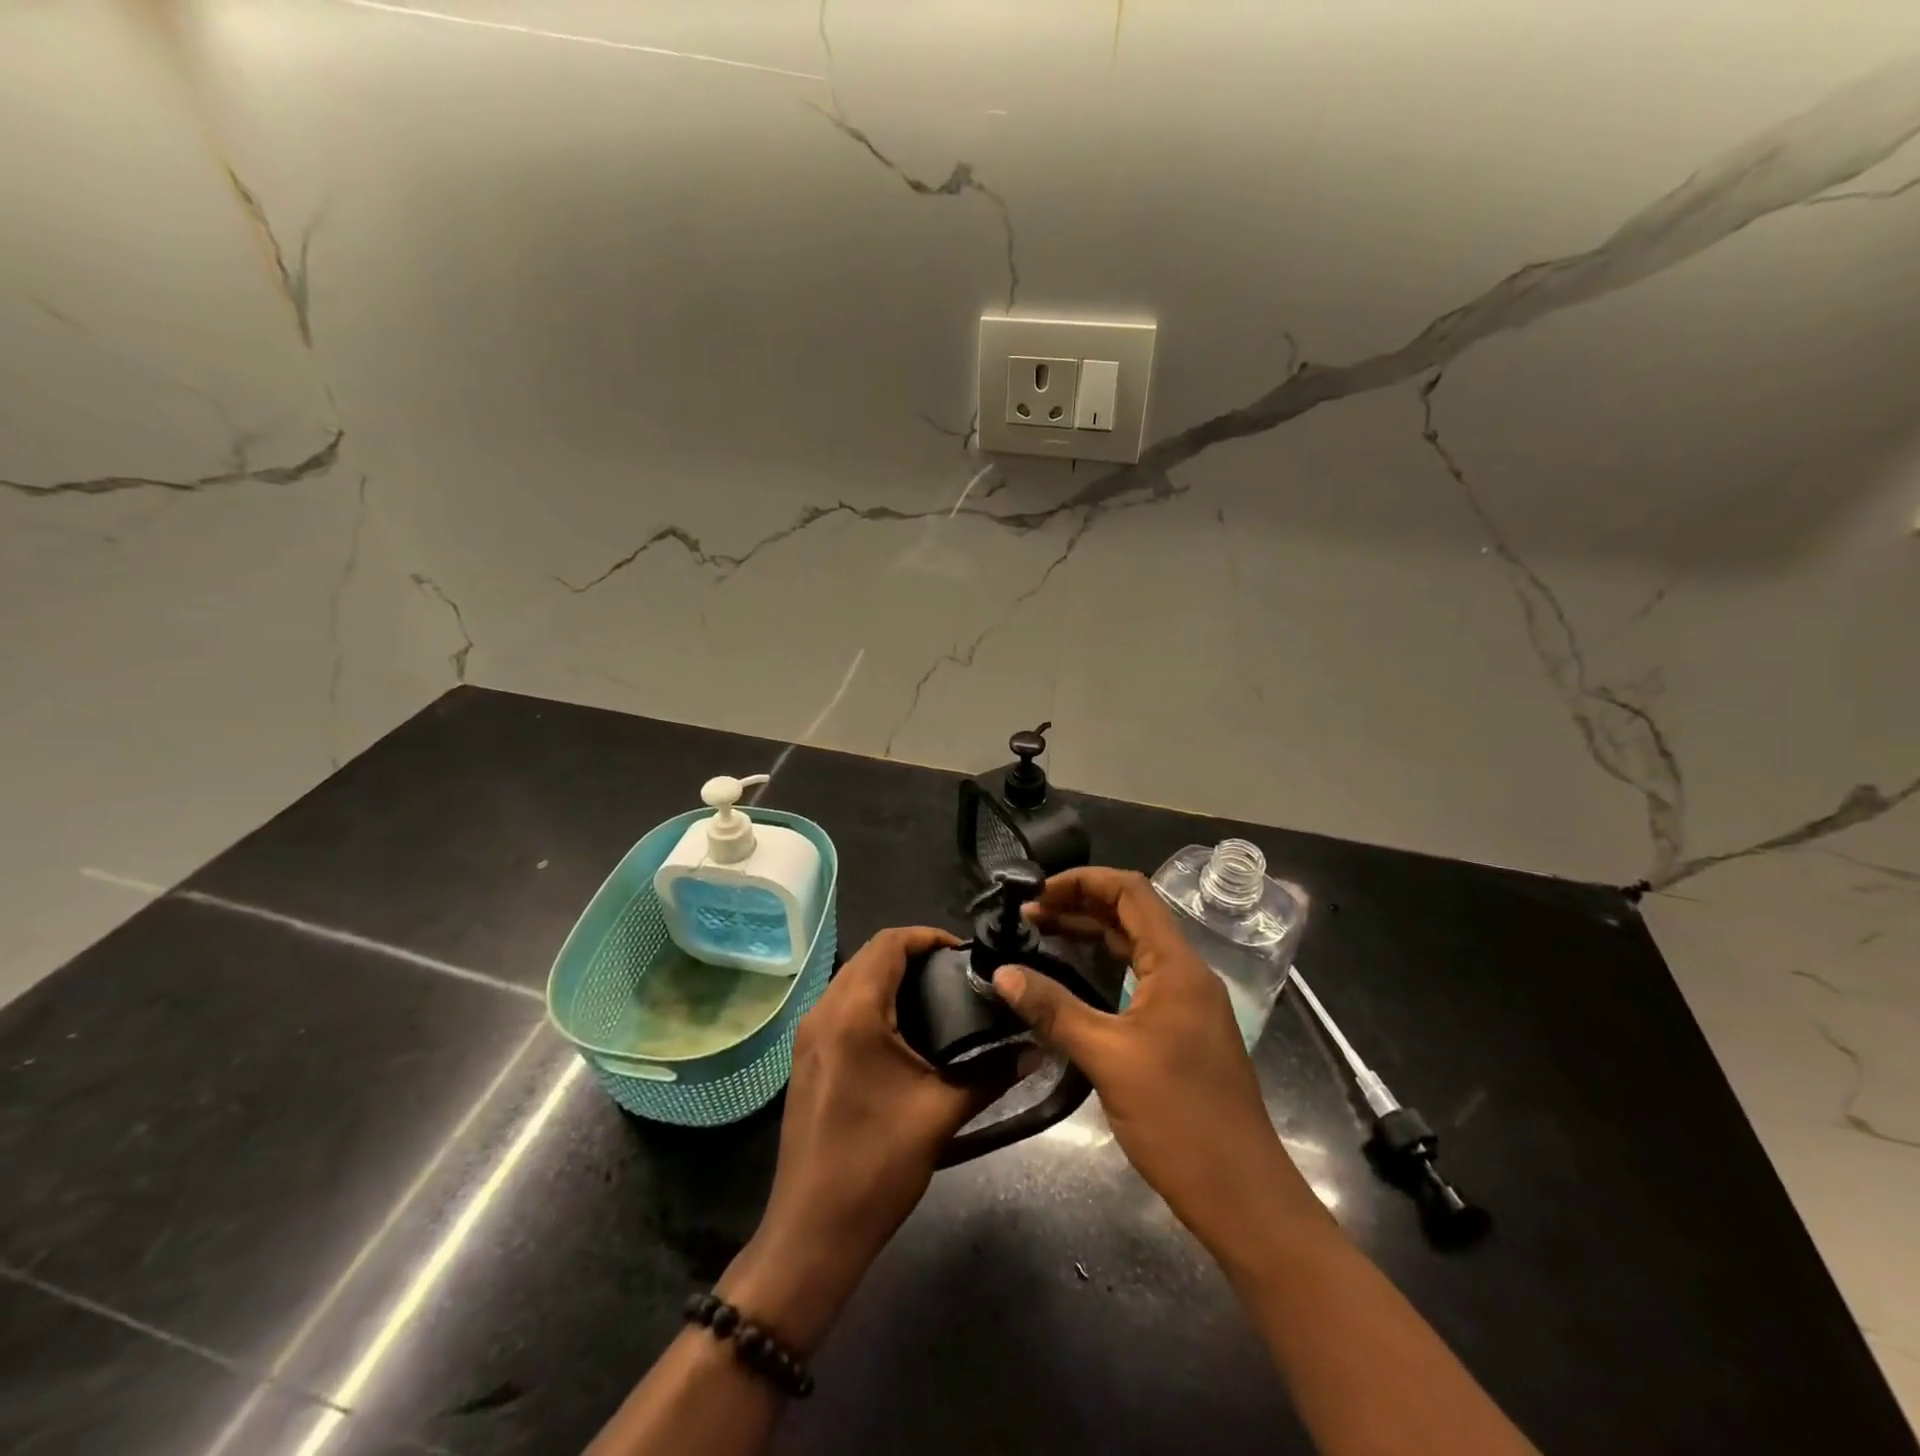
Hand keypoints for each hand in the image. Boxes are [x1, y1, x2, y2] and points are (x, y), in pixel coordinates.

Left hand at [719, 926, 1010, 1353]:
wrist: (812, 1231)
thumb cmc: (877, 1165)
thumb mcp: (941, 1114)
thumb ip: (992, 1073)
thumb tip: (1035, 1049)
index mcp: (853, 1013)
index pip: (888, 943)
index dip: (927, 936)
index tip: (964, 953)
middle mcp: (823, 1011)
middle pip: (868, 956)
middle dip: (911, 954)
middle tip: (956, 974)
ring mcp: (808, 1035)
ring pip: (851, 979)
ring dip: (890, 975)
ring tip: (936, 997)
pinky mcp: (805, 1057)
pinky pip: (840, 1005)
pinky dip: (871, 999)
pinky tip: (902, 1029)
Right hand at [991, 868, 1321, 1254]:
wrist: (1243, 1197)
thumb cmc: (1179, 1119)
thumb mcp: (1108, 1059)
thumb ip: (1054, 1010)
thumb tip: (1002, 973)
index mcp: (1177, 966)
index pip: (1131, 892)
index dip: (1083, 881)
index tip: (1037, 893)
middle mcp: (1186, 973)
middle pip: (1132, 914)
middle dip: (1079, 905)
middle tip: (1028, 916)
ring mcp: (1187, 1003)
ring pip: (1134, 948)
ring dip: (1090, 935)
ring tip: (1040, 936)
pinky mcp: (1182, 1030)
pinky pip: (1139, 979)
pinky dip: (1103, 968)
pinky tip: (1071, 979)